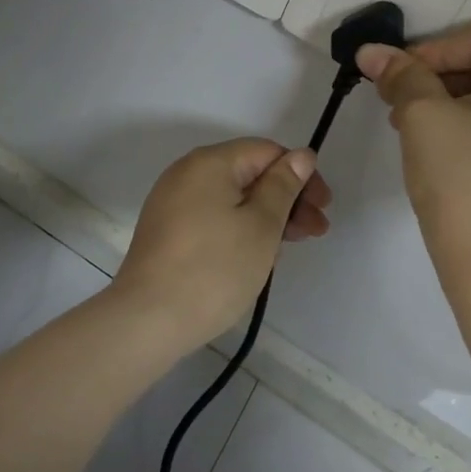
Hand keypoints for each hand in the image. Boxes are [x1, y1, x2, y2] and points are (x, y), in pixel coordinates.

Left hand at [111, 138, 329, 349]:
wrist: (147, 319)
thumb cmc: (214, 269)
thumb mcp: (261, 226)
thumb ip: (283, 187)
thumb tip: (301, 156)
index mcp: (210, 162)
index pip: (266, 152)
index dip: (301, 175)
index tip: (323, 209)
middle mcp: (187, 173)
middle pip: (248, 173)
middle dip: (286, 199)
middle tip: (314, 233)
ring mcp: (172, 202)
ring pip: (231, 198)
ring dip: (265, 217)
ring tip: (287, 250)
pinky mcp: (166, 230)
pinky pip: (212, 216)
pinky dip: (238, 229)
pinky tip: (255, 257)